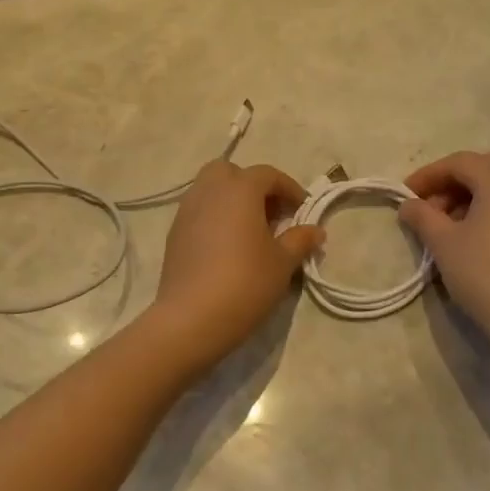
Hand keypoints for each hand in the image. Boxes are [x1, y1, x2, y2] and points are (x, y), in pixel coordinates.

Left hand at [150, 161, 323, 367]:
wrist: (192, 317)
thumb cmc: (245, 283)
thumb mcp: (282, 263)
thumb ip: (300, 240)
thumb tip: (315, 231)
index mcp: (239, 190)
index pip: (267, 175)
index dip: (289, 188)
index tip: (302, 210)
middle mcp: (209, 191)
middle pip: (230, 173)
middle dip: (252, 186)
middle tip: (270, 214)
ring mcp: (186, 211)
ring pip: (210, 190)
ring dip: (231, 201)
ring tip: (249, 231)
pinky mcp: (174, 234)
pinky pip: (198, 212)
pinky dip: (214, 218)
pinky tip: (226, 247)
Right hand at [398, 152, 489, 360]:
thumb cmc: (485, 274)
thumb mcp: (443, 243)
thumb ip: (422, 216)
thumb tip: (409, 205)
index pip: (459, 162)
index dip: (428, 175)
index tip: (405, 195)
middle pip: (484, 168)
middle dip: (452, 182)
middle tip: (429, 206)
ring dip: (471, 196)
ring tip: (448, 225)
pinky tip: (475, 237)